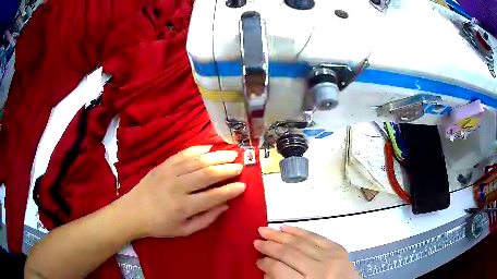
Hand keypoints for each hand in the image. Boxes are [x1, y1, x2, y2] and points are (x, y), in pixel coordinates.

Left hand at [125, 145, 245, 238]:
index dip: (230, 190)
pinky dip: (197, 149)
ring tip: (230, 154)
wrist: (133, 212)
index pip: (213, 196)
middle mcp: (178, 187)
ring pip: (197, 161)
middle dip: (227, 169)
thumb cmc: (159, 225)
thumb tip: (224, 206)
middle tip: (240, 166)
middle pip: (207, 174)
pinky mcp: (163, 165)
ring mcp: (169, 173)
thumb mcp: (184, 231)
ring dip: (216, 157)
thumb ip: (206, 220)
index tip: (243, 185)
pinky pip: (183, 154)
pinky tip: (209, 147)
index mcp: (184, 206)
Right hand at [254, 226, 359, 278]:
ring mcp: (332, 257)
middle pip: (289, 253)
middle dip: (270, 245)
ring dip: (281, 235)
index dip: (266, 263)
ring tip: (266, 230)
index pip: (279, 269)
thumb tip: (267, 268)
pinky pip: (316, 236)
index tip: (257, 260)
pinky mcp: (339, 249)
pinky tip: (288, 228)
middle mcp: (320, 269)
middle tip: (256, 240)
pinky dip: (300, 231)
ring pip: (301, 241)